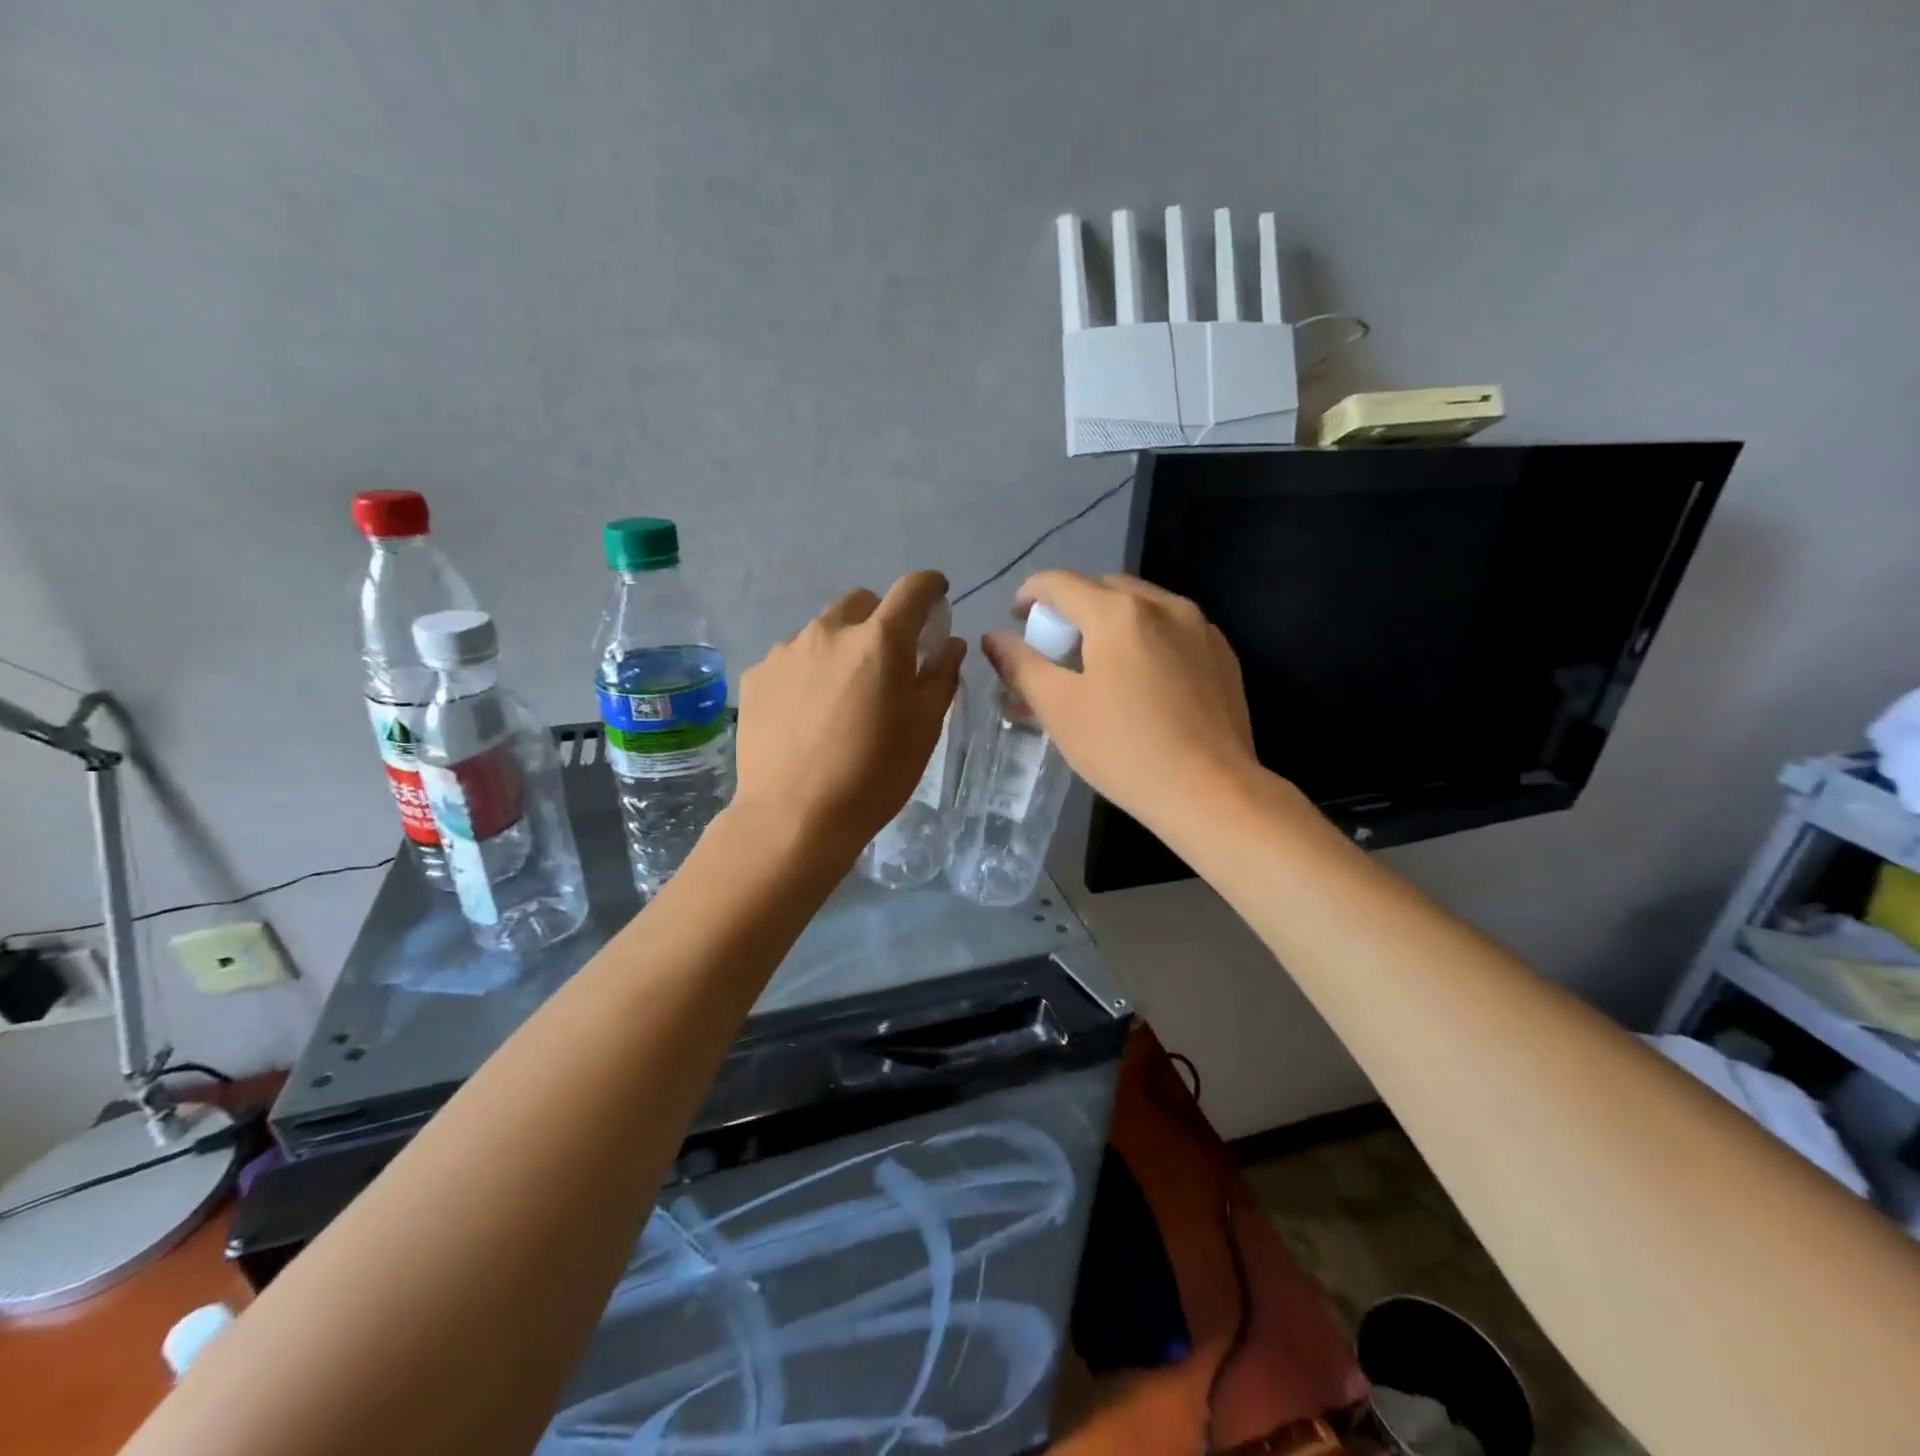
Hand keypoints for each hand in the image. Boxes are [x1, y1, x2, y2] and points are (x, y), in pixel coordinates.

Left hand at [732, 571, 964, 862]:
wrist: (793, 819)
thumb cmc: (872, 778)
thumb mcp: (923, 731)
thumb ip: (941, 676)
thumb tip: (949, 643)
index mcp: (879, 642)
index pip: (912, 588)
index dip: (930, 587)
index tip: (937, 599)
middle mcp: (829, 632)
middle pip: (862, 602)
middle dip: (881, 620)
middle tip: (886, 662)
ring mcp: (786, 651)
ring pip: (823, 630)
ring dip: (841, 647)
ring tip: (841, 695)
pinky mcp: (757, 675)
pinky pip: (791, 657)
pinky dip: (807, 671)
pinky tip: (806, 714)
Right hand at [981, 570, 1256, 832]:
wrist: (1211, 792)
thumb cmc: (1124, 750)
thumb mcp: (1059, 709)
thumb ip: (1022, 665)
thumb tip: (994, 638)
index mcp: (1117, 613)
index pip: (1060, 583)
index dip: (1030, 594)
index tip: (1016, 618)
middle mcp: (1162, 604)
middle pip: (1103, 588)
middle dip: (1073, 607)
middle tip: (1057, 647)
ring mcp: (1200, 626)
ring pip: (1141, 605)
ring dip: (1110, 620)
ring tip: (1098, 661)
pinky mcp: (1222, 653)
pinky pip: (1172, 628)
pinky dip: (1145, 637)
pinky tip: (1141, 678)